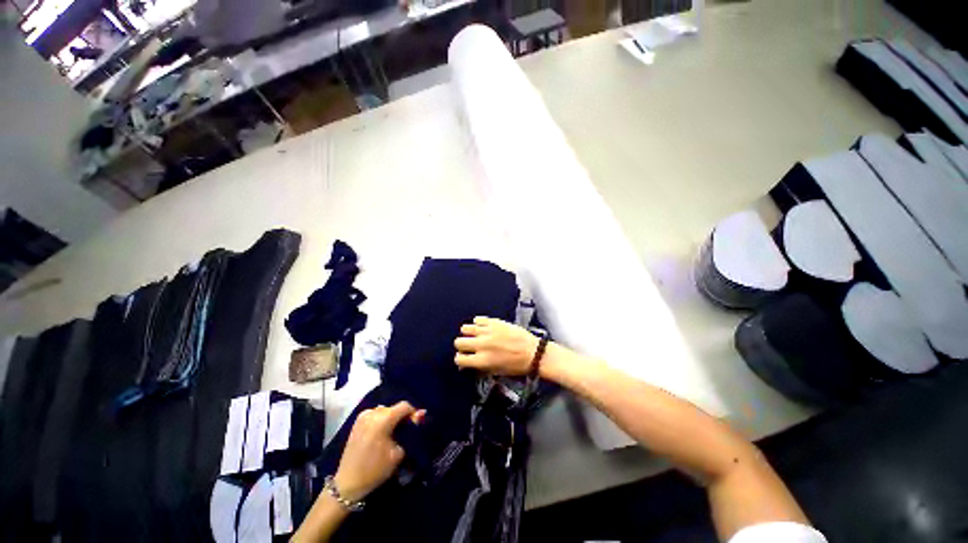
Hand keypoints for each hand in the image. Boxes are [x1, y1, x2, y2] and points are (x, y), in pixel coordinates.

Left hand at [333, 401, 425, 501]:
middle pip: (394, 408)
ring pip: (385, 411)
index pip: (404, 406)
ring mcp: (363, 416)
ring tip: (393, 434)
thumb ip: (410, 431)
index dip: (413, 414)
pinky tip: (381, 434)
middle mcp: (372, 413)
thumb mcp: (398, 452)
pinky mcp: (357, 422)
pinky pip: (375, 415)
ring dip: (392, 419)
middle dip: (402, 417)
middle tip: (405, 432)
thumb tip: (421, 414)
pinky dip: (382, 421)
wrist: (347, 484)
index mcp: (383, 419)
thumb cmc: (375, 470)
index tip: (416, 426)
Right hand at [453, 316, 539, 375]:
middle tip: (470, 346)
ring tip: (475, 335)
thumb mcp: (496, 372)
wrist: (533, 352)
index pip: (459, 359)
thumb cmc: (516, 366)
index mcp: (482, 361)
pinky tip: (483, 327)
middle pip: (459, 342)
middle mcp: (482, 345)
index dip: (461, 359)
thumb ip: (479, 368)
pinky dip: (478, 323)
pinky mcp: (495, 322)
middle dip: (462, 346)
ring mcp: (488, 331)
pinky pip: (478, 319)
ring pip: (465, 328)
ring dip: (468, 333)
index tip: (465, 358)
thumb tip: (467, 364)